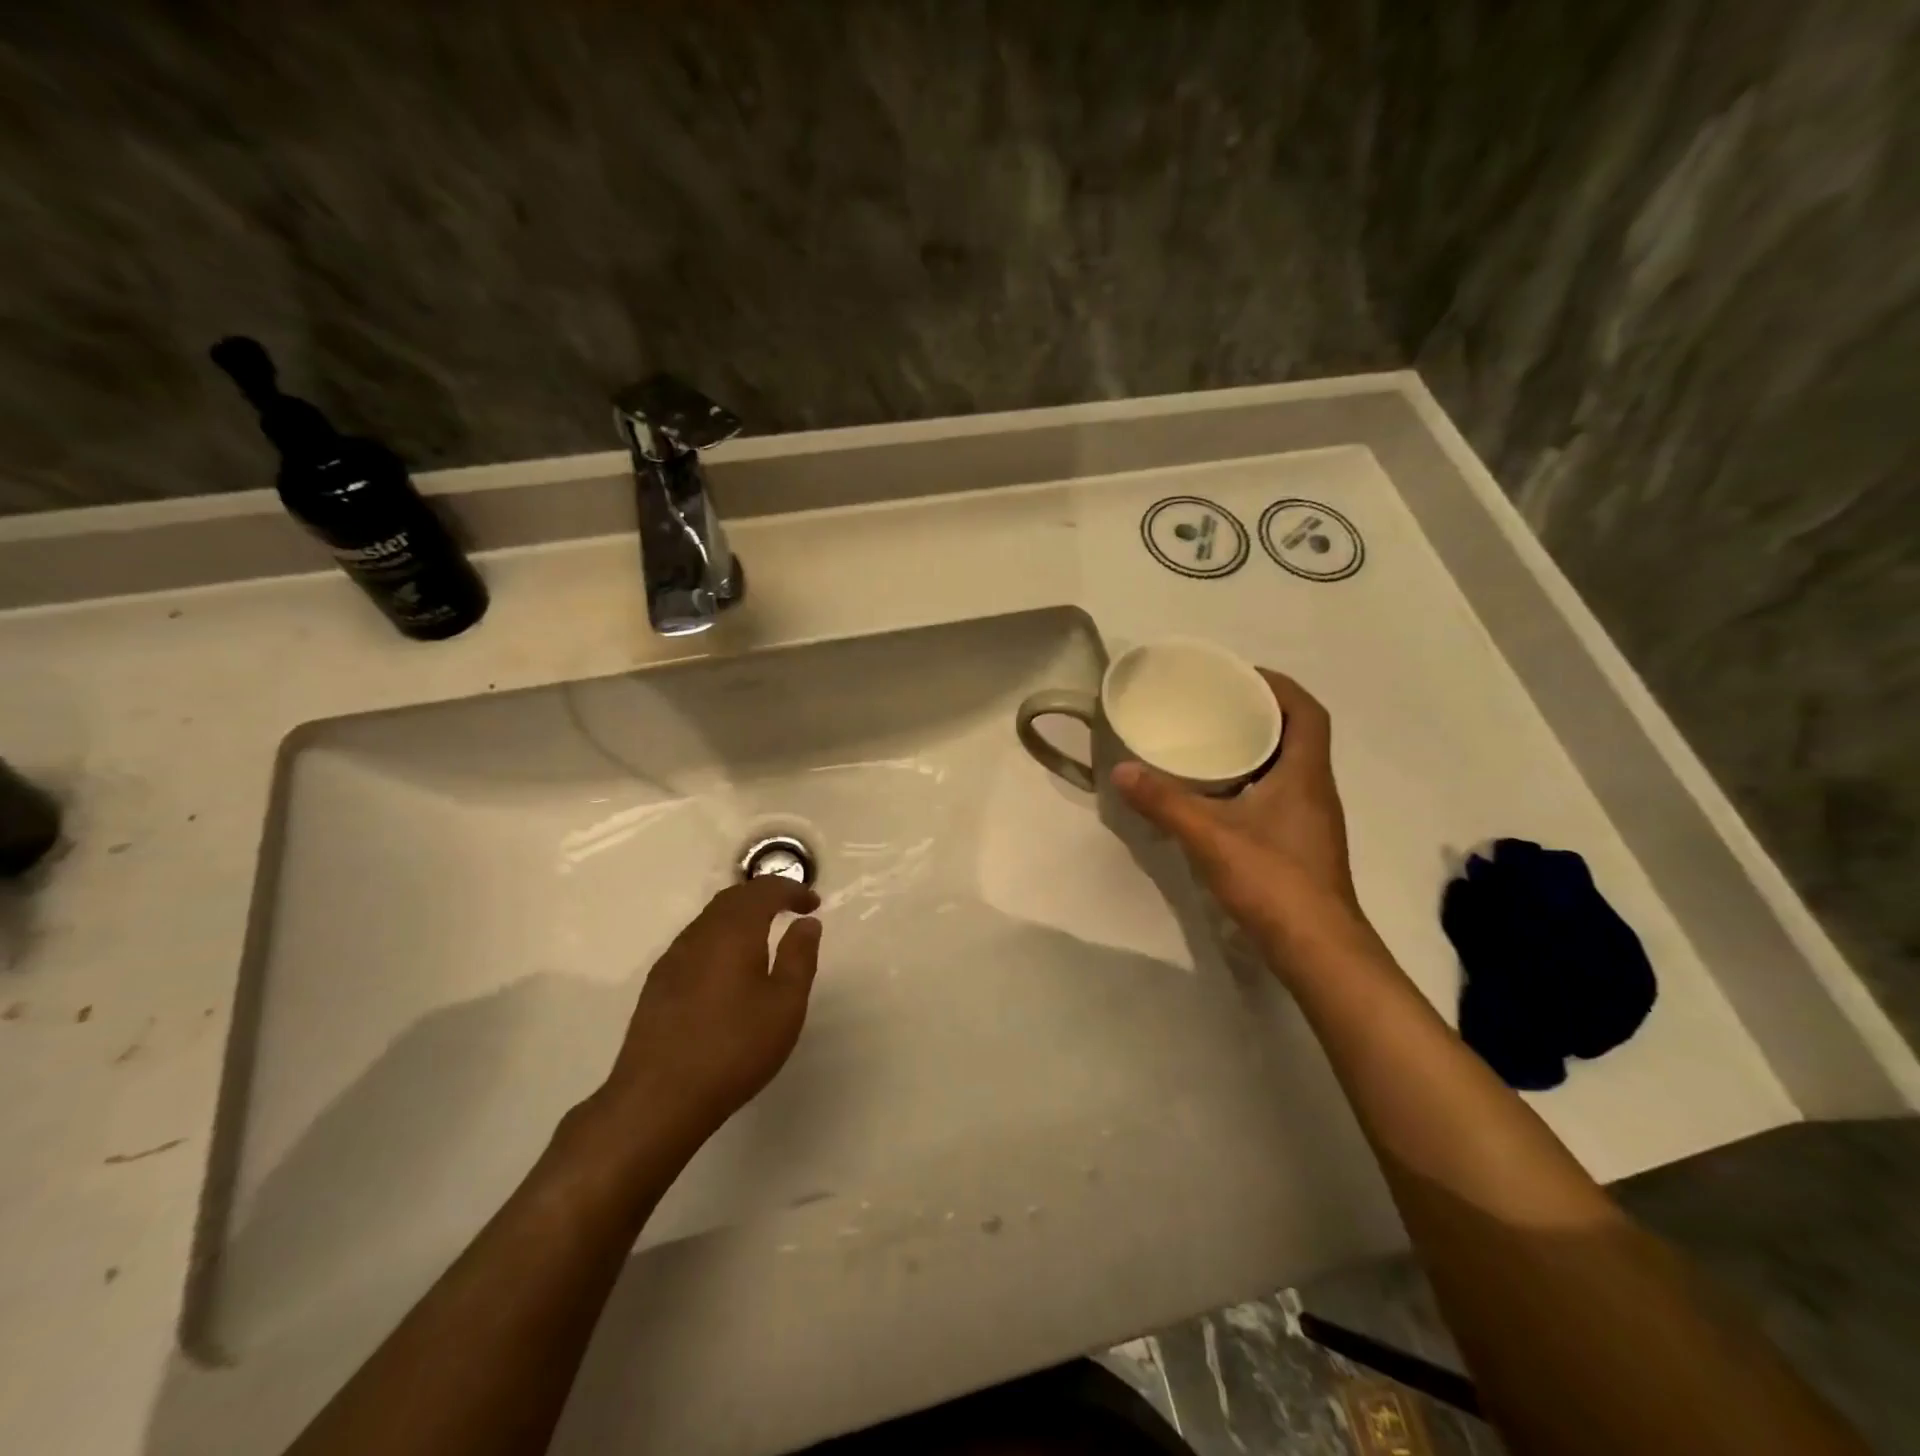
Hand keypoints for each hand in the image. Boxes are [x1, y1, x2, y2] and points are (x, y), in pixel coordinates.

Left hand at [599, 879, 823, 1140]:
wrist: (658, 1099)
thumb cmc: (733, 1048)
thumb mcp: (785, 1005)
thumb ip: (799, 957)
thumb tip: (806, 922)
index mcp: (733, 932)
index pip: (763, 891)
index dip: (791, 890)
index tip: (813, 903)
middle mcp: (699, 934)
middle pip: (733, 897)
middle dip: (764, 895)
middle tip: (790, 908)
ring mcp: (673, 958)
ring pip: (711, 918)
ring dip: (740, 915)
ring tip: (764, 933)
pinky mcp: (658, 984)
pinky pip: (696, 941)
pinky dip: (721, 936)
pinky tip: (728, 966)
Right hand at [1113, 670, 1370, 965]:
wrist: (1317, 949)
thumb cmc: (1272, 880)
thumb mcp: (1209, 836)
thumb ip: (1164, 802)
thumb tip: (1121, 771)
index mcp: (1305, 774)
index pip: (1307, 711)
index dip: (1279, 686)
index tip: (1241, 676)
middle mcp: (1315, 789)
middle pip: (1297, 735)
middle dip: (1261, 713)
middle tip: (1216, 706)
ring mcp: (1311, 820)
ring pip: (1288, 767)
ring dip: (1258, 748)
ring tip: (1212, 742)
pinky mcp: (1300, 845)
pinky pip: (1279, 795)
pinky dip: (1253, 782)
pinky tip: (1219, 796)